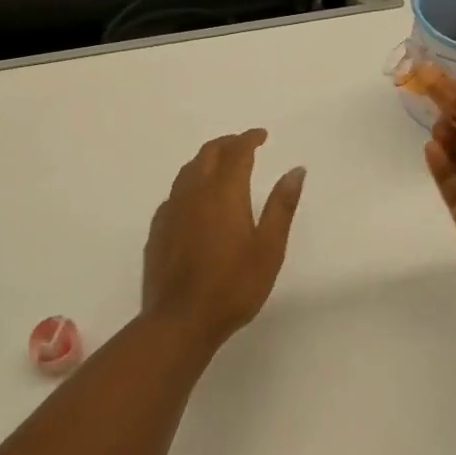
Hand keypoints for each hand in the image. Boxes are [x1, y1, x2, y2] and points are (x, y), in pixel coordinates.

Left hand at [143, 130, 305, 353]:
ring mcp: (172, 209)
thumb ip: (281, 205)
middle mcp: (194, 192)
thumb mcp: (269, 248)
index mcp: (224, 192)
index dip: (249, 138)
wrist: (180, 319)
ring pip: (188, 170)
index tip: (262, 135)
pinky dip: (190, 183)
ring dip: (206, 159)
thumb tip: (296, 169)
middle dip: (227, 143)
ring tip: (221, 165)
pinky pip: (175, 193)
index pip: (237, 151)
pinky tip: (196, 200)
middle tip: (244, 145)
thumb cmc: (233, 285)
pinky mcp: (158, 228)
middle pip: (208, 153)